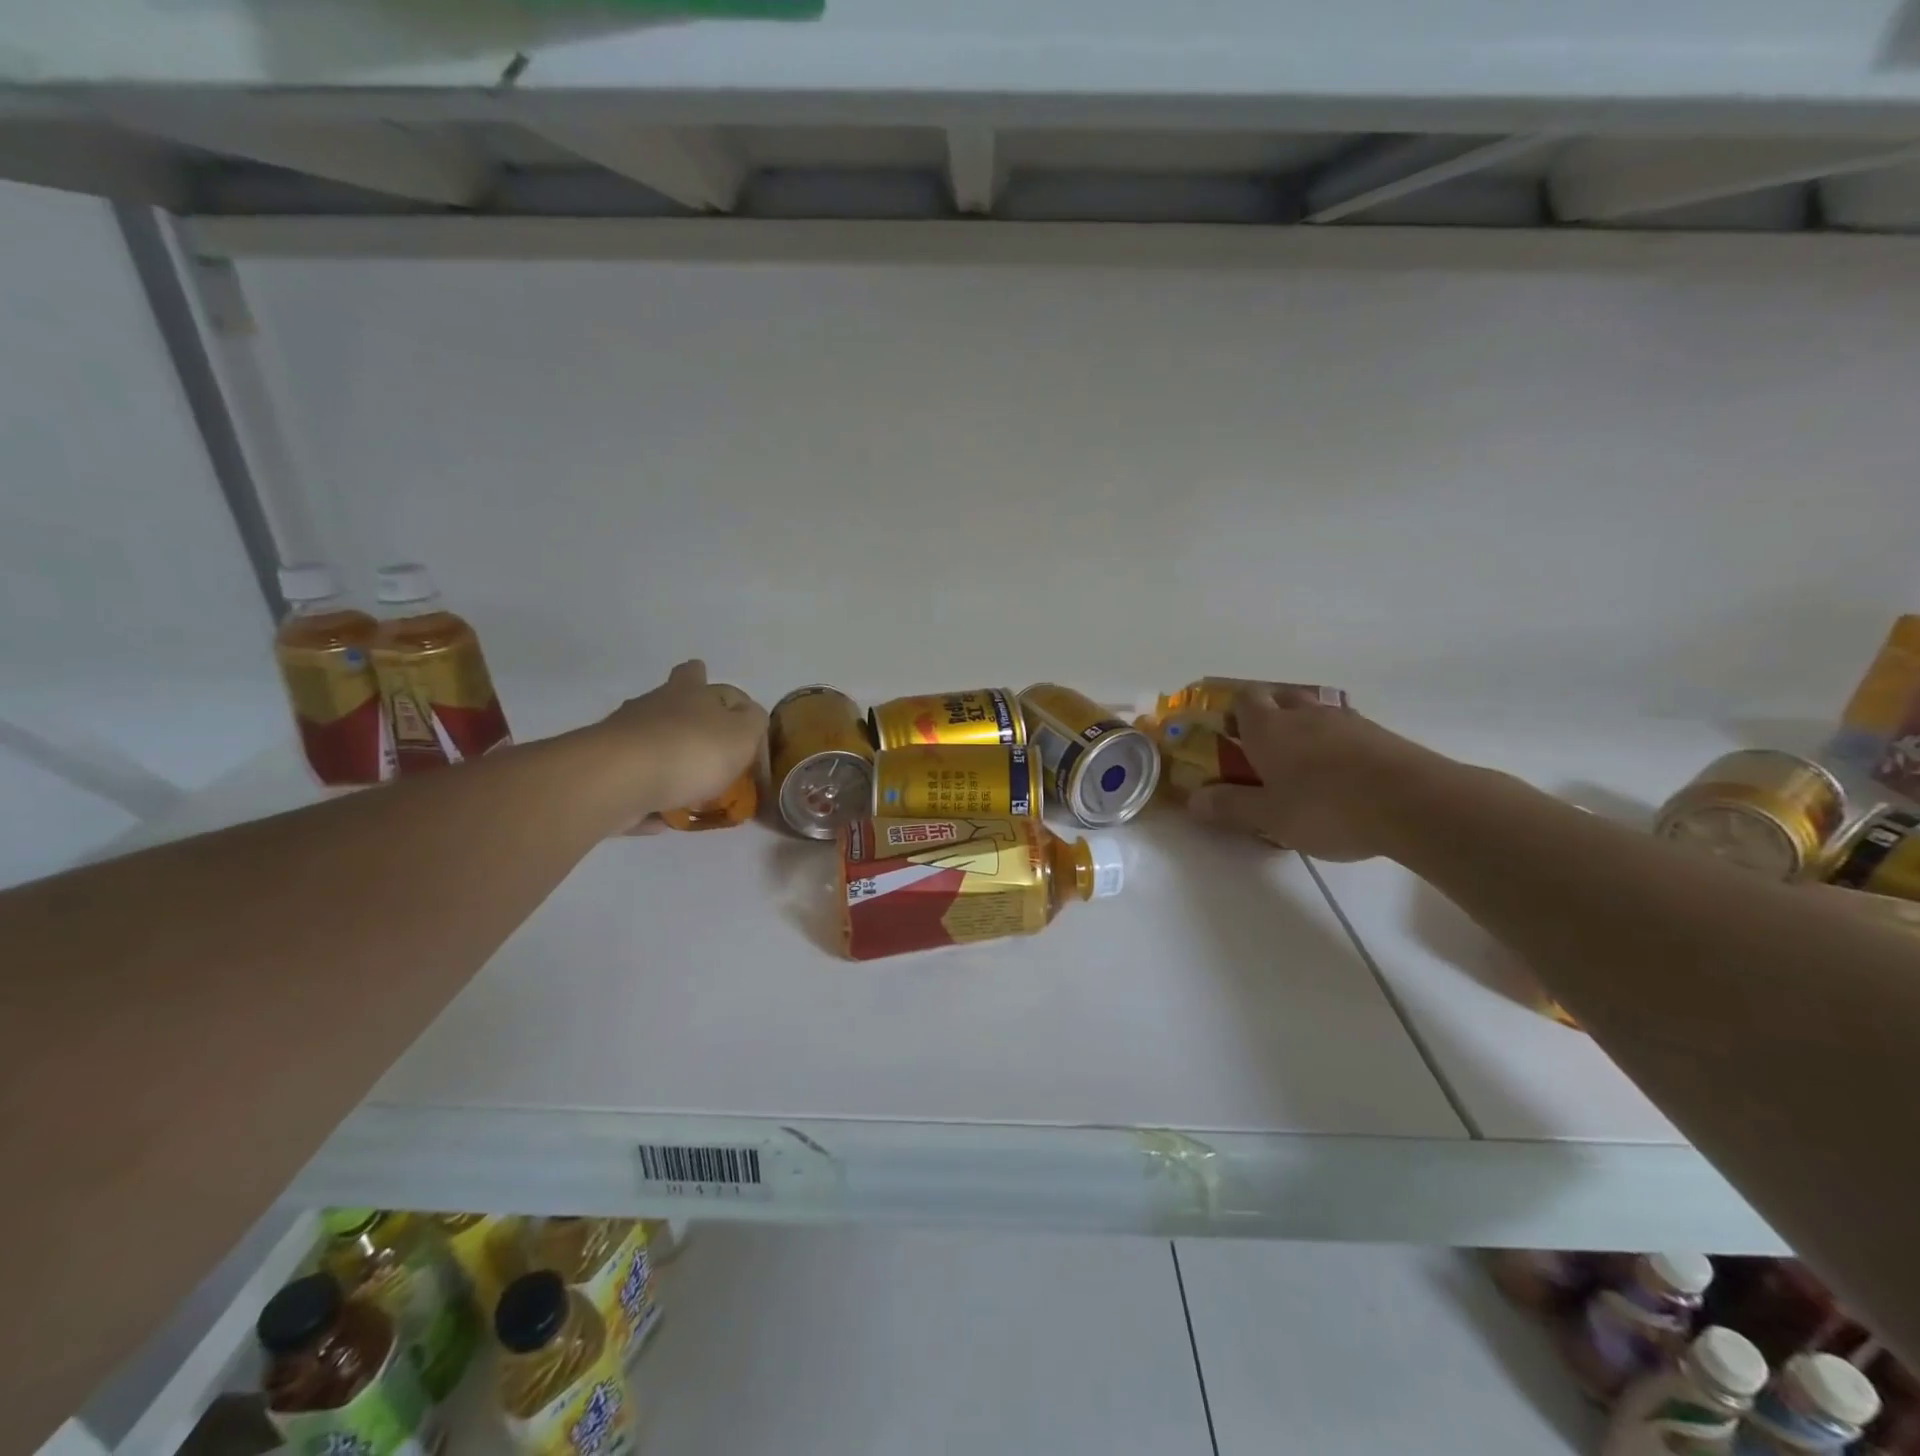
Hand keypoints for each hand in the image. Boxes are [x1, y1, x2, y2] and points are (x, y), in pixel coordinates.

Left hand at [585, 660, 767, 829]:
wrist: (619, 780)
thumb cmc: (691, 751)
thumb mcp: (743, 733)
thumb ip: (753, 722)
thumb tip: (748, 716)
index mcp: (690, 694)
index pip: (707, 680)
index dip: (725, 695)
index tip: (739, 712)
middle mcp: (653, 708)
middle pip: (669, 701)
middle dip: (684, 713)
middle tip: (702, 735)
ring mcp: (624, 739)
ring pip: (649, 743)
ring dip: (666, 760)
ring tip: (688, 792)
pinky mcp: (605, 774)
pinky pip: (633, 786)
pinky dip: (646, 798)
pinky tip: (659, 819)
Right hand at [1186, 687, 1441, 860]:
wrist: (1415, 804)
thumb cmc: (1327, 807)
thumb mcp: (1269, 817)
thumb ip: (1230, 806)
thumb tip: (1193, 800)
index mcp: (1269, 728)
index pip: (1244, 699)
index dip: (1233, 711)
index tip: (1227, 733)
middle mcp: (1304, 715)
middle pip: (1281, 697)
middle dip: (1268, 715)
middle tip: (1262, 747)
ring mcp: (1346, 721)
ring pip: (1315, 712)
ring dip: (1304, 728)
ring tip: (1302, 763)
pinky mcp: (1380, 736)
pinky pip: (1346, 730)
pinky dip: (1336, 744)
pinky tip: (1341, 774)